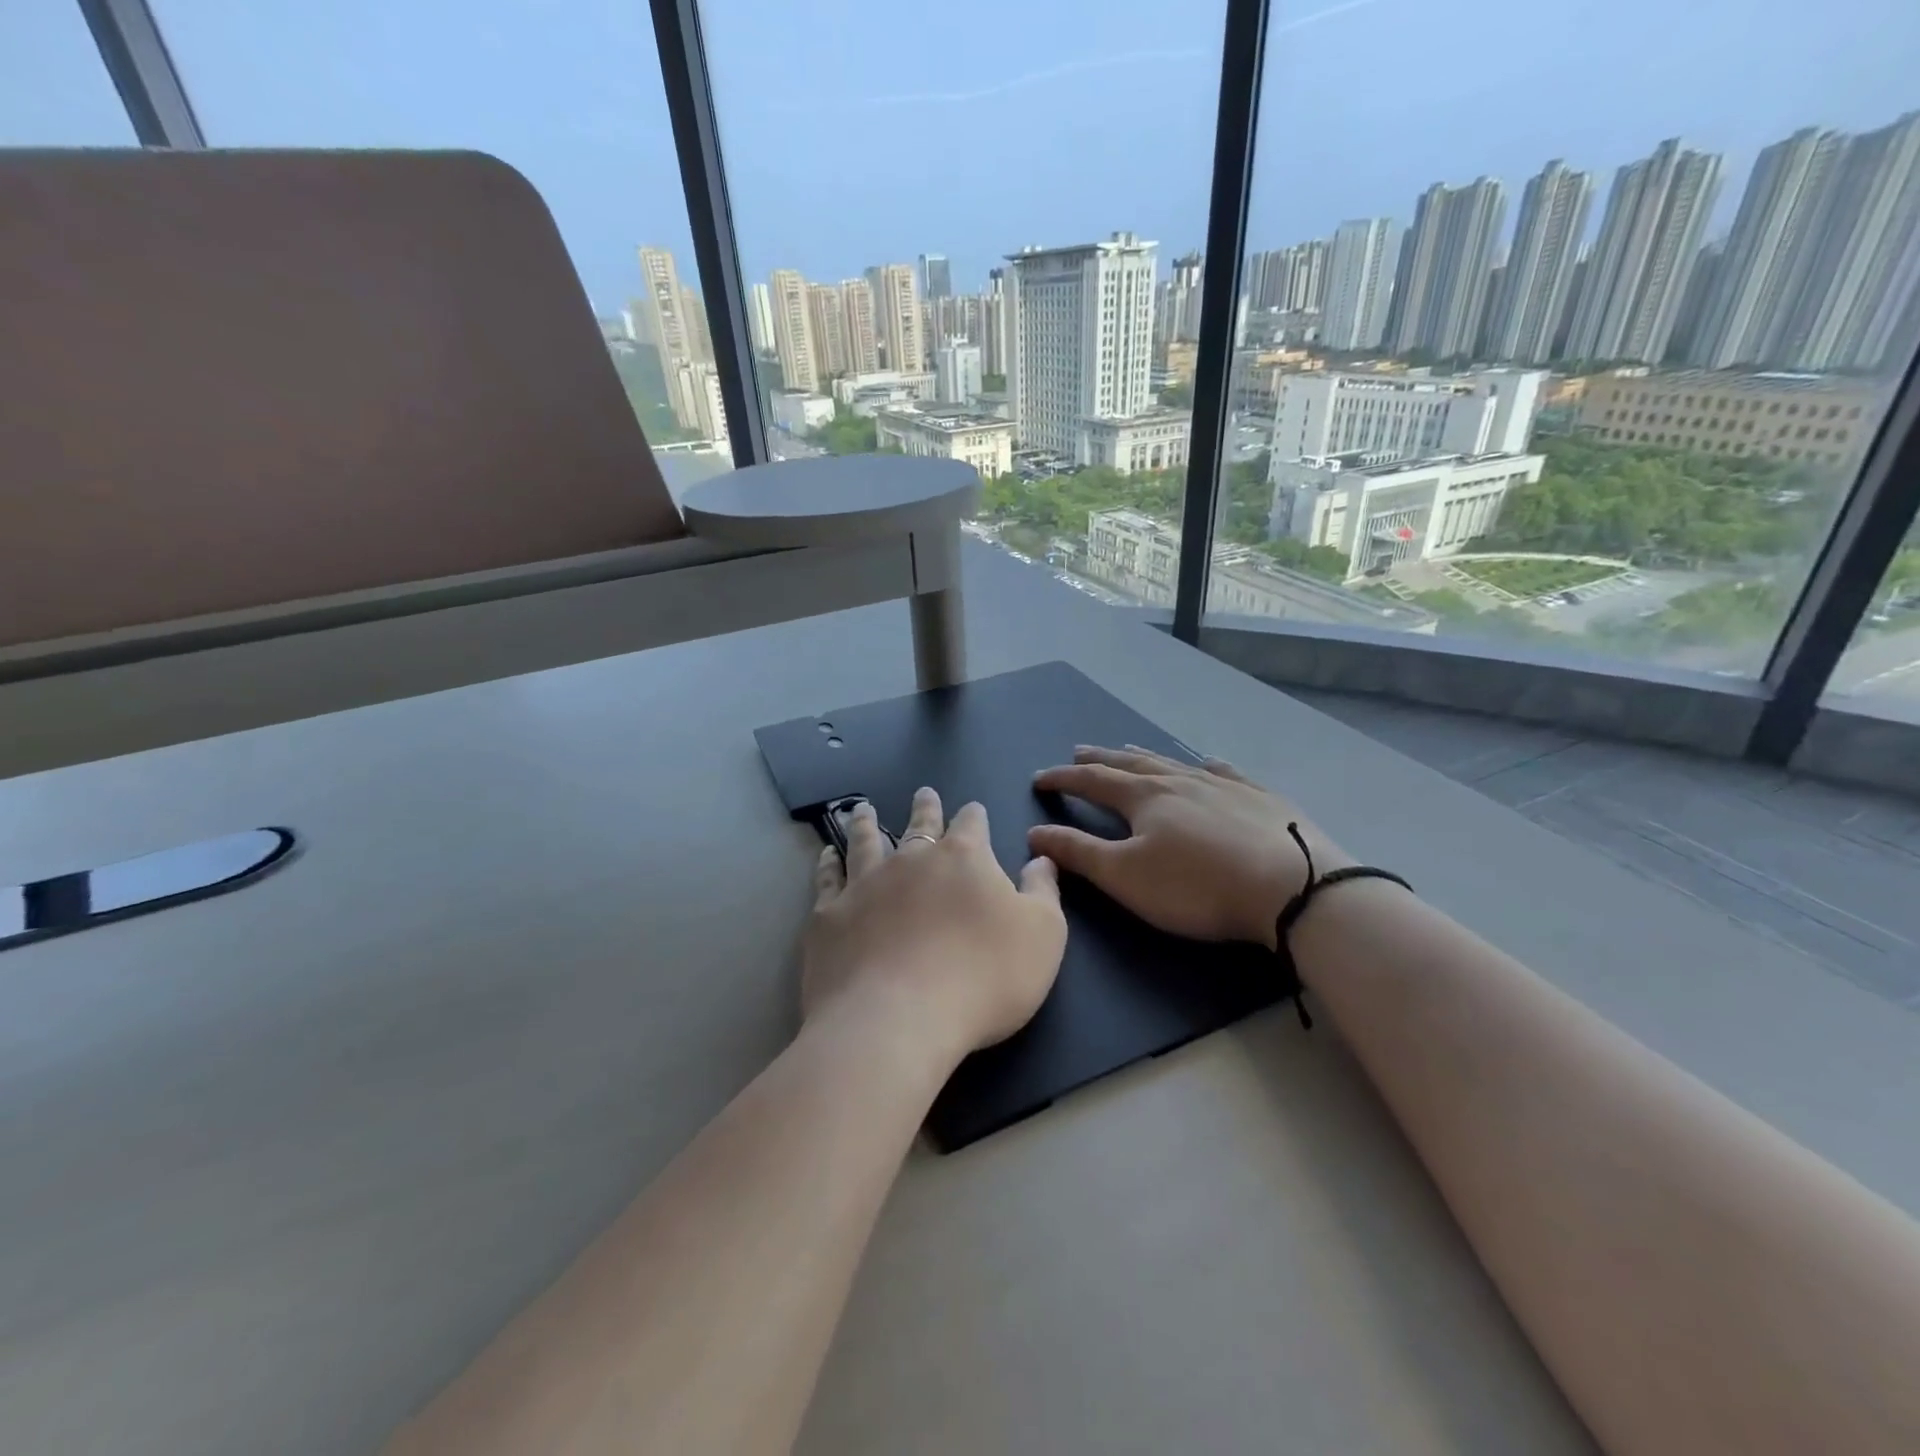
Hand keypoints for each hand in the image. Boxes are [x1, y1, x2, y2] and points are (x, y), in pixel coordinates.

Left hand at [803, 788, 1067, 1071]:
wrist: (896, 1021)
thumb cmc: (983, 978)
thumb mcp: (1043, 936)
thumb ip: (1043, 892)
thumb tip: (1041, 859)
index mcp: (964, 859)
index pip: (971, 824)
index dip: (974, 815)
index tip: (973, 809)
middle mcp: (912, 859)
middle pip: (919, 824)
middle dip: (924, 807)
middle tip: (922, 793)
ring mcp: (865, 884)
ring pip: (865, 840)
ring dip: (866, 822)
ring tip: (862, 809)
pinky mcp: (829, 915)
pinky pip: (828, 878)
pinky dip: (828, 862)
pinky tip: (827, 854)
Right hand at [1027, 746, 1353, 950]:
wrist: (1291, 886)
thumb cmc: (1197, 886)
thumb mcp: (1125, 876)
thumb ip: (1078, 853)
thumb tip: (1035, 832)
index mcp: (1144, 798)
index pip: (1093, 781)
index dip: (1064, 778)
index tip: (1040, 777)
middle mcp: (1180, 780)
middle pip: (1130, 763)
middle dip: (1100, 758)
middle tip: (1079, 750)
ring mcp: (1223, 785)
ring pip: (1173, 762)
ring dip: (1145, 755)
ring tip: (1129, 748)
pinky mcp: (1261, 797)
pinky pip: (1225, 772)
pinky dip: (1207, 765)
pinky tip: (1207, 762)